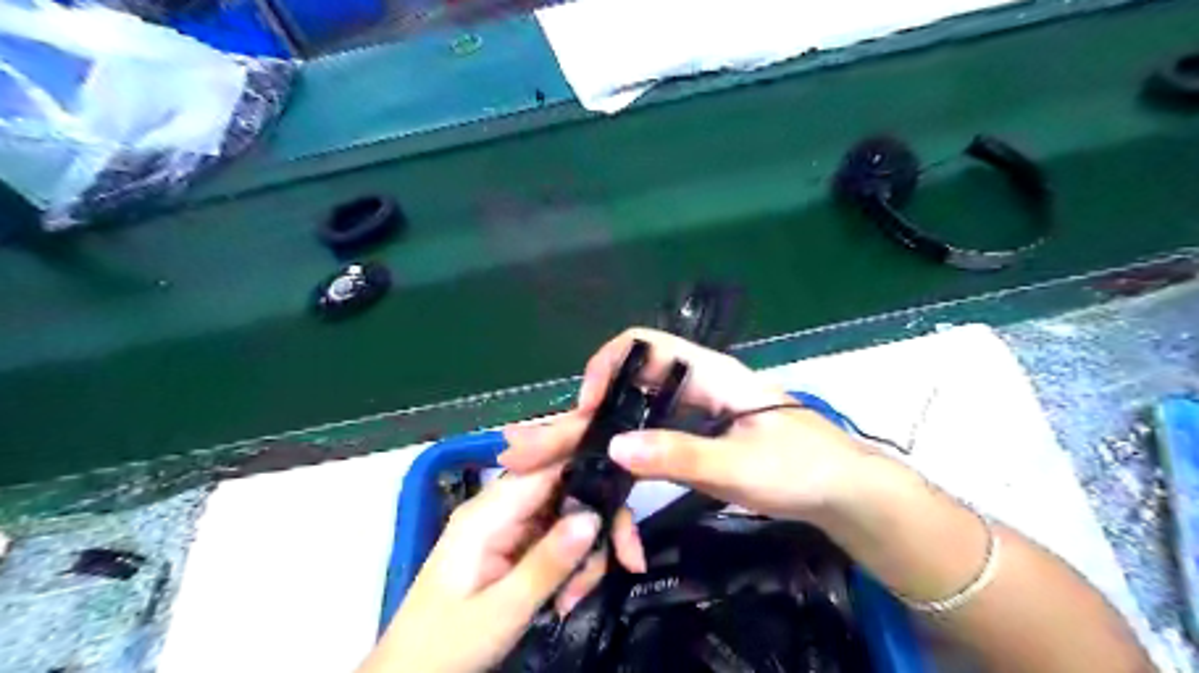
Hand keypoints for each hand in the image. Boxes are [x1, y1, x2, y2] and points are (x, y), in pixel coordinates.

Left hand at [360, 465, 646, 672]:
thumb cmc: (444, 645)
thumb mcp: (500, 611)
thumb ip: (547, 563)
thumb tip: (593, 516)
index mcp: (489, 511)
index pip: (548, 464)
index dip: (591, 465)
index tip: (630, 489)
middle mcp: (501, 508)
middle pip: (567, 491)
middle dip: (599, 524)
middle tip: (626, 561)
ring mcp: (508, 527)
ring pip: (568, 517)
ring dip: (585, 555)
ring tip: (575, 599)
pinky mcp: (514, 547)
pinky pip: (557, 541)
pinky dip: (572, 566)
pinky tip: (566, 599)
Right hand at [497, 328, 873, 522]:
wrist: (841, 492)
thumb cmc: (803, 468)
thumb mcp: (744, 464)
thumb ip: (682, 454)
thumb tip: (614, 448)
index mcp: (707, 374)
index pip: (642, 347)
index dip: (606, 368)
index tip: (586, 410)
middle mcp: (691, 386)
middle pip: (625, 386)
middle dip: (579, 415)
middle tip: (530, 445)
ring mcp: (690, 414)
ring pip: (629, 415)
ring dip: (589, 437)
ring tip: (547, 462)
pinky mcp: (692, 440)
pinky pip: (643, 440)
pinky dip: (615, 455)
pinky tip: (593, 474)